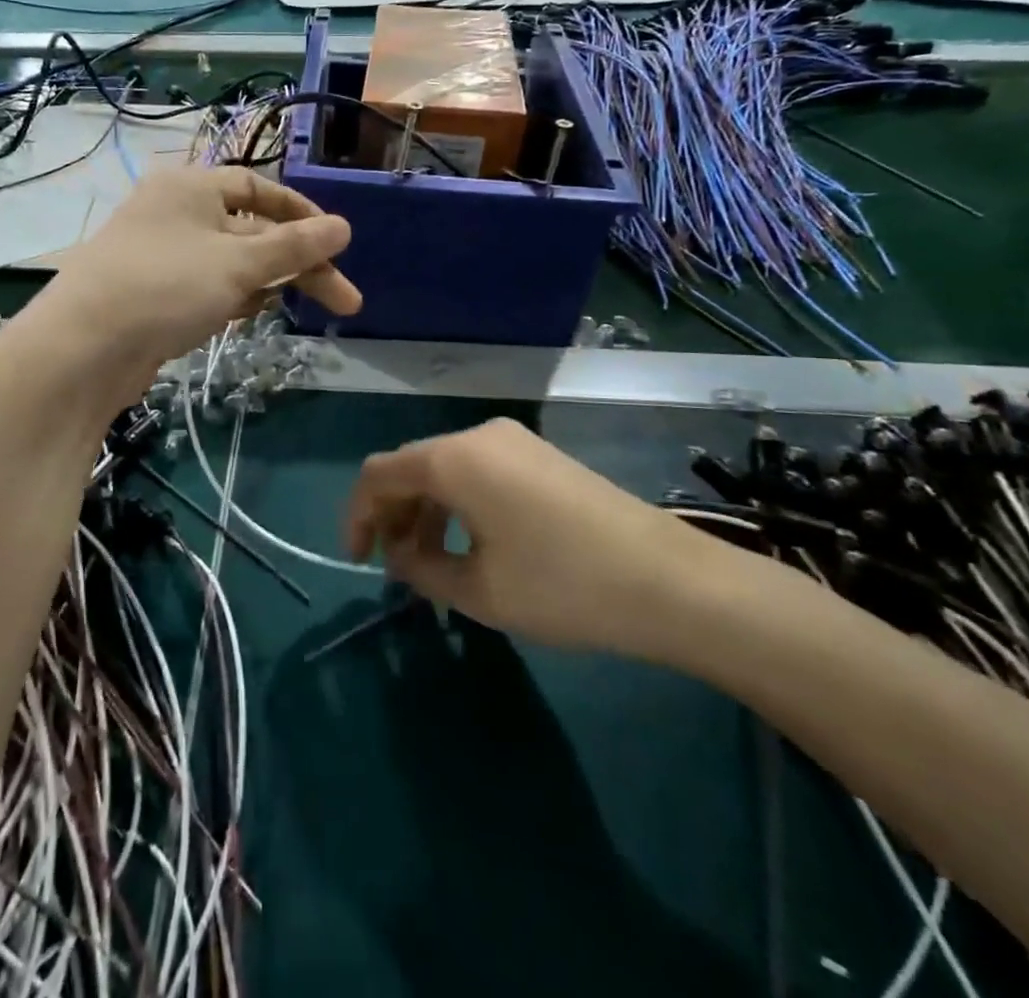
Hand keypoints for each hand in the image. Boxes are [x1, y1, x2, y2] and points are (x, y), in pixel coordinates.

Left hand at [34, 166, 360, 403]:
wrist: (81, 349)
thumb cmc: (166, 287)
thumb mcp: (238, 264)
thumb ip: (294, 246)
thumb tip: (344, 227)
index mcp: (191, 187)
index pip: (259, 187)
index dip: (302, 214)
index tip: (336, 244)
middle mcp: (175, 213)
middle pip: (252, 230)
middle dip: (298, 264)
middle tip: (344, 301)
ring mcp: (162, 255)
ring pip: (231, 262)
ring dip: (268, 282)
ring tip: (302, 308)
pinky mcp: (154, 294)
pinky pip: (208, 286)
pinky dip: (234, 298)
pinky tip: (251, 316)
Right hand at [344, 419, 703, 658]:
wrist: (671, 581)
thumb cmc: (562, 585)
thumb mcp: (479, 591)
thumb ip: (422, 568)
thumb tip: (401, 555)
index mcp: (453, 459)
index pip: (378, 474)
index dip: (357, 516)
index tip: (358, 562)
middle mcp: (477, 436)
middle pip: (411, 467)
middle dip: (393, 515)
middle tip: (394, 568)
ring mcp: (513, 441)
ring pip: (446, 470)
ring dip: (426, 512)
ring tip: (431, 565)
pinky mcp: (539, 455)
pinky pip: (478, 472)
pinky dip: (458, 504)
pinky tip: (472, 546)